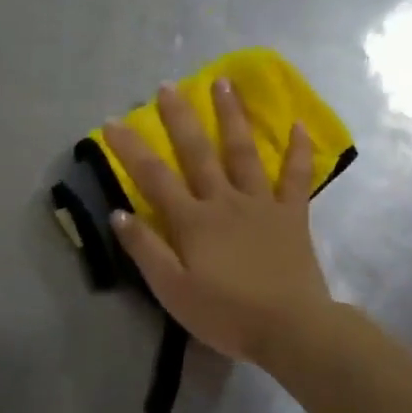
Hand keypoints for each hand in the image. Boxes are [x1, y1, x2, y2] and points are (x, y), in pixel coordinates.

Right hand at [103, 79, 335, 367]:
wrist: (291, 329)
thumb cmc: (226, 314)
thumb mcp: (173, 291)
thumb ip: (145, 250)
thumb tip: (118, 212)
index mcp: (193, 220)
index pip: (154, 177)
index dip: (130, 148)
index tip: (112, 121)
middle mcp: (224, 201)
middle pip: (197, 152)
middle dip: (180, 117)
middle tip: (168, 85)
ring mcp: (261, 203)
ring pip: (243, 151)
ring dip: (232, 115)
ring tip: (224, 82)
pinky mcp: (292, 214)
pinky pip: (296, 177)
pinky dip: (299, 150)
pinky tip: (299, 124)